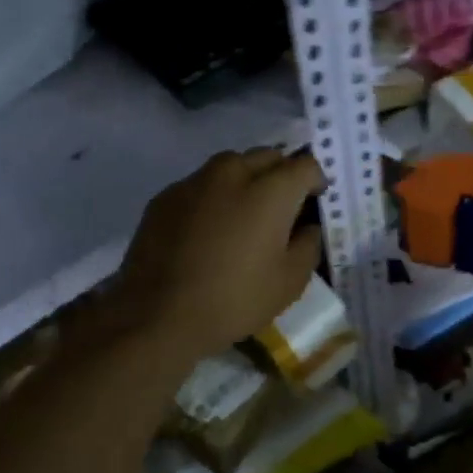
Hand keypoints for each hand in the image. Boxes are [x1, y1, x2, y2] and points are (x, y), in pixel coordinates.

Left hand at [115, 148, 326, 357]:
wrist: (156, 317)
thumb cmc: (234, 300)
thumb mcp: (290, 282)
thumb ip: (309, 244)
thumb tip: (307, 226)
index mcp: (271, 191)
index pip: (305, 164)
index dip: (316, 181)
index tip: (314, 203)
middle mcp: (234, 173)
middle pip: (269, 156)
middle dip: (282, 173)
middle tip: (283, 206)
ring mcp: (195, 181)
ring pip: (232, 164)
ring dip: (247, 178)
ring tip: (244, 211)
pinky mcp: (165, 196)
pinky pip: (201, 183)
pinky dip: (214, 195)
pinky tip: (208, 227)